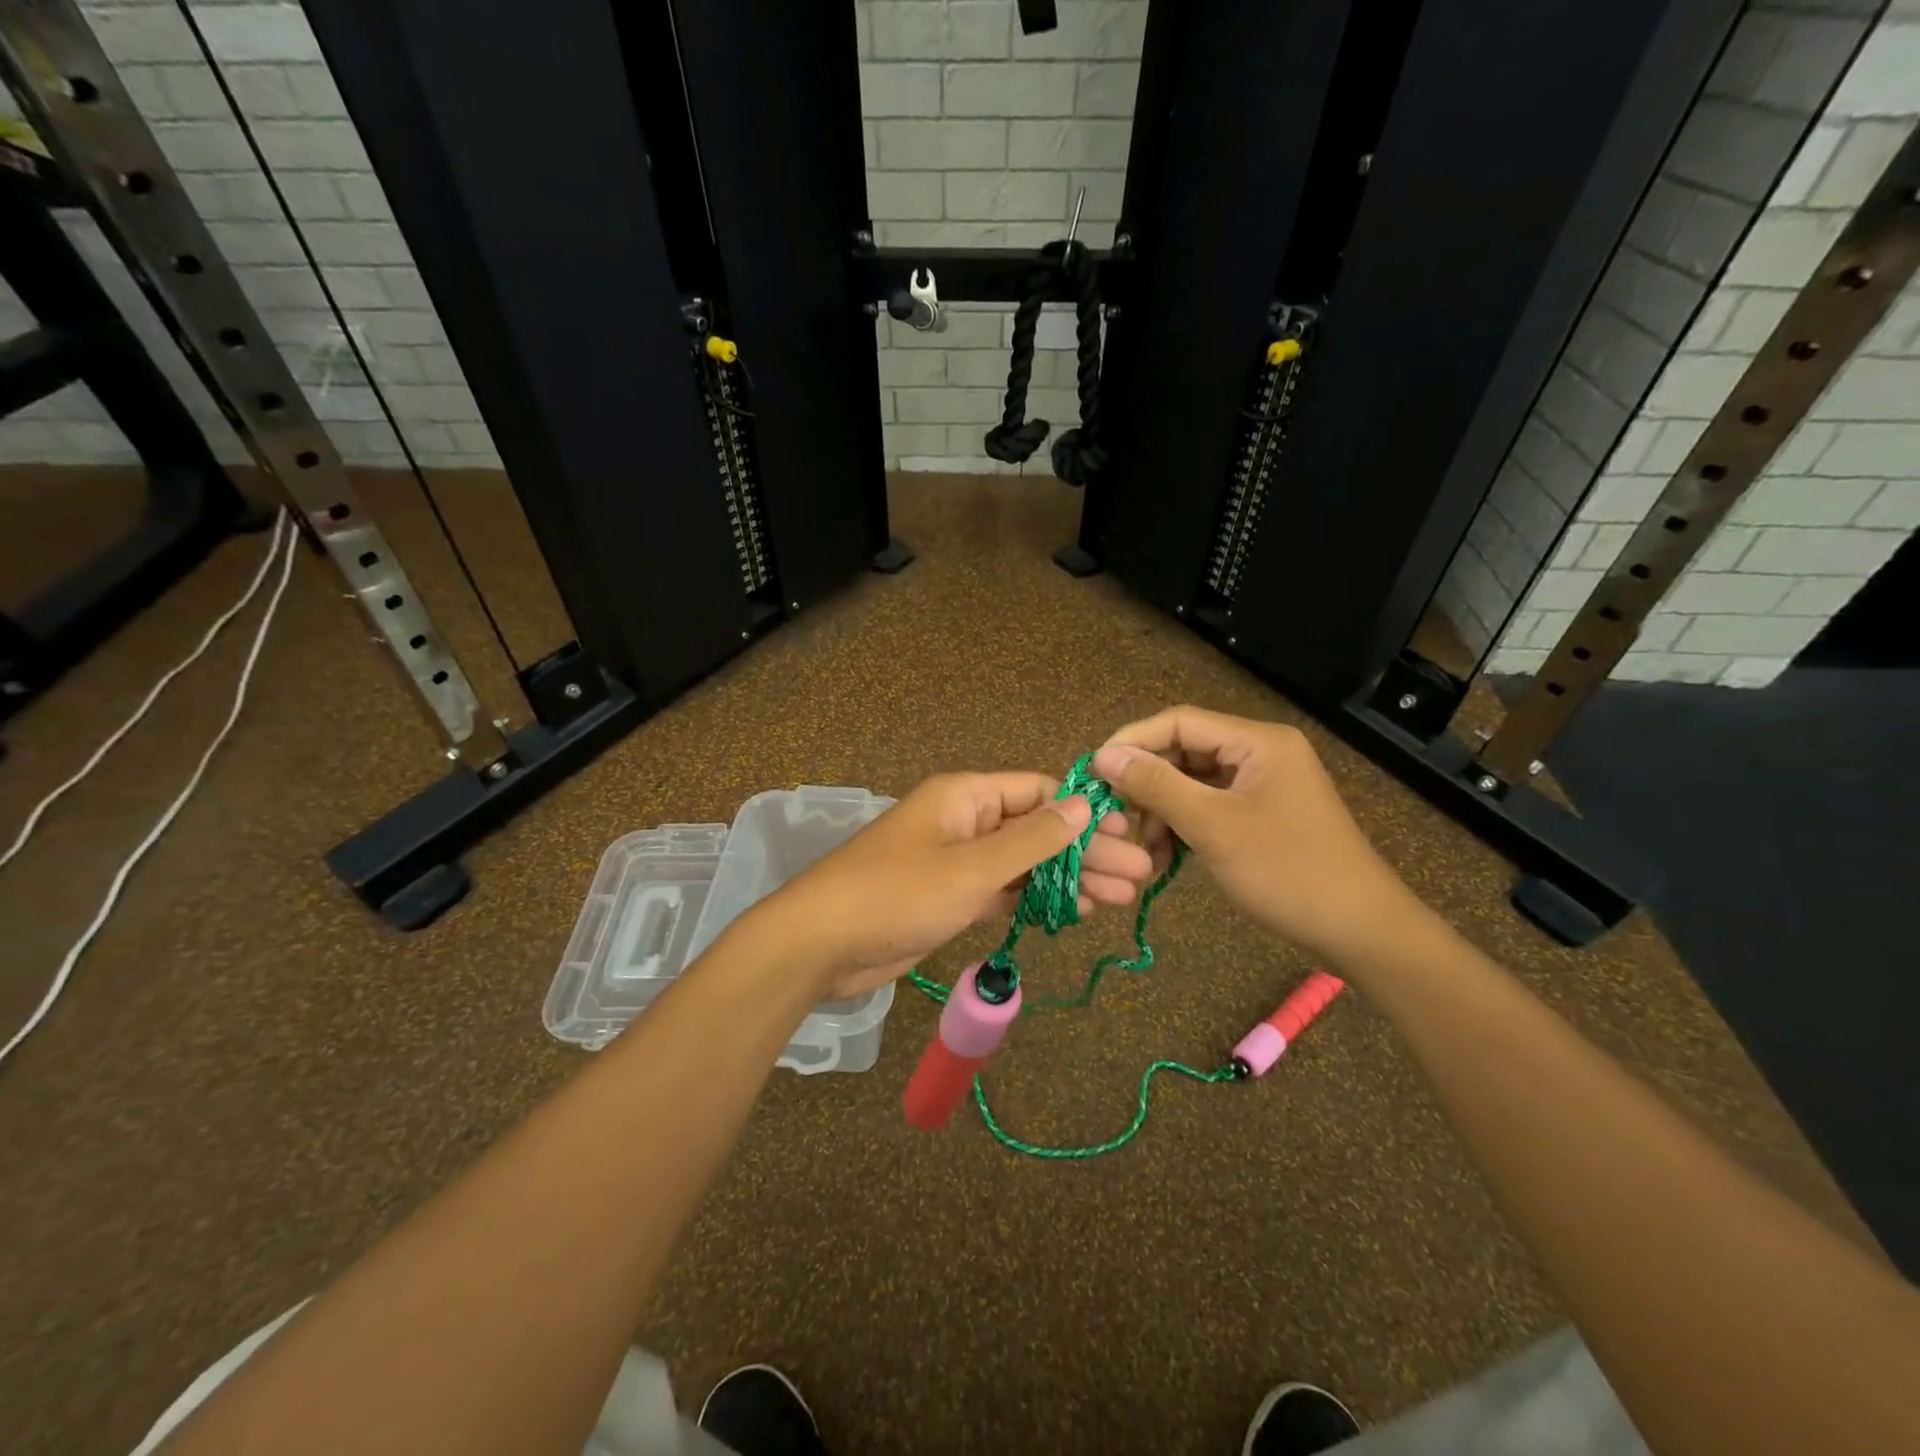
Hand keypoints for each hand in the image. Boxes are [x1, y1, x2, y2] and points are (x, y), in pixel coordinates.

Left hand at [757, 772, 1155, 997]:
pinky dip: (1035, 899)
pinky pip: (1003, 890)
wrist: (821, 944)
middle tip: (1140, 875)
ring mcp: (957, 861)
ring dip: (1068, 878)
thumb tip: (1084, 806)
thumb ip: (1030, 840)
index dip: (1084, 811)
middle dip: (1086, 851)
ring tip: (1120, 898)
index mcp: (966, 796)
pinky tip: (1073, 911)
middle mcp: (964, 821)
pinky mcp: (950, 897)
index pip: (1038, 791)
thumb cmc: (897, 895)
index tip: (1129, 833)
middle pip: (1036, 829)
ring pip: (1024, 863)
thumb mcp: (971, 867)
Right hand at [1091, 706, 1423, 969]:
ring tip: (1144, 848)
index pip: (1179, 722)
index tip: (1094, 772)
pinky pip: (1210, 808)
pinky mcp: (1262, 816)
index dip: (1132, 742)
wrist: (1359, 931)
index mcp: (1257, 742)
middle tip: (1115, 817)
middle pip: (1184, 753)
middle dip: (1147, 784)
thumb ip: (1155, 785)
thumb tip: (1102, 756)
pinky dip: (1185, 828)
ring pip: (1193, 784)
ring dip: (1163, 812)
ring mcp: (1263, 786)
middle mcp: (1260, 754)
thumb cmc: (1286, 870)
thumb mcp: (1212, 825)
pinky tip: (1166, 859)